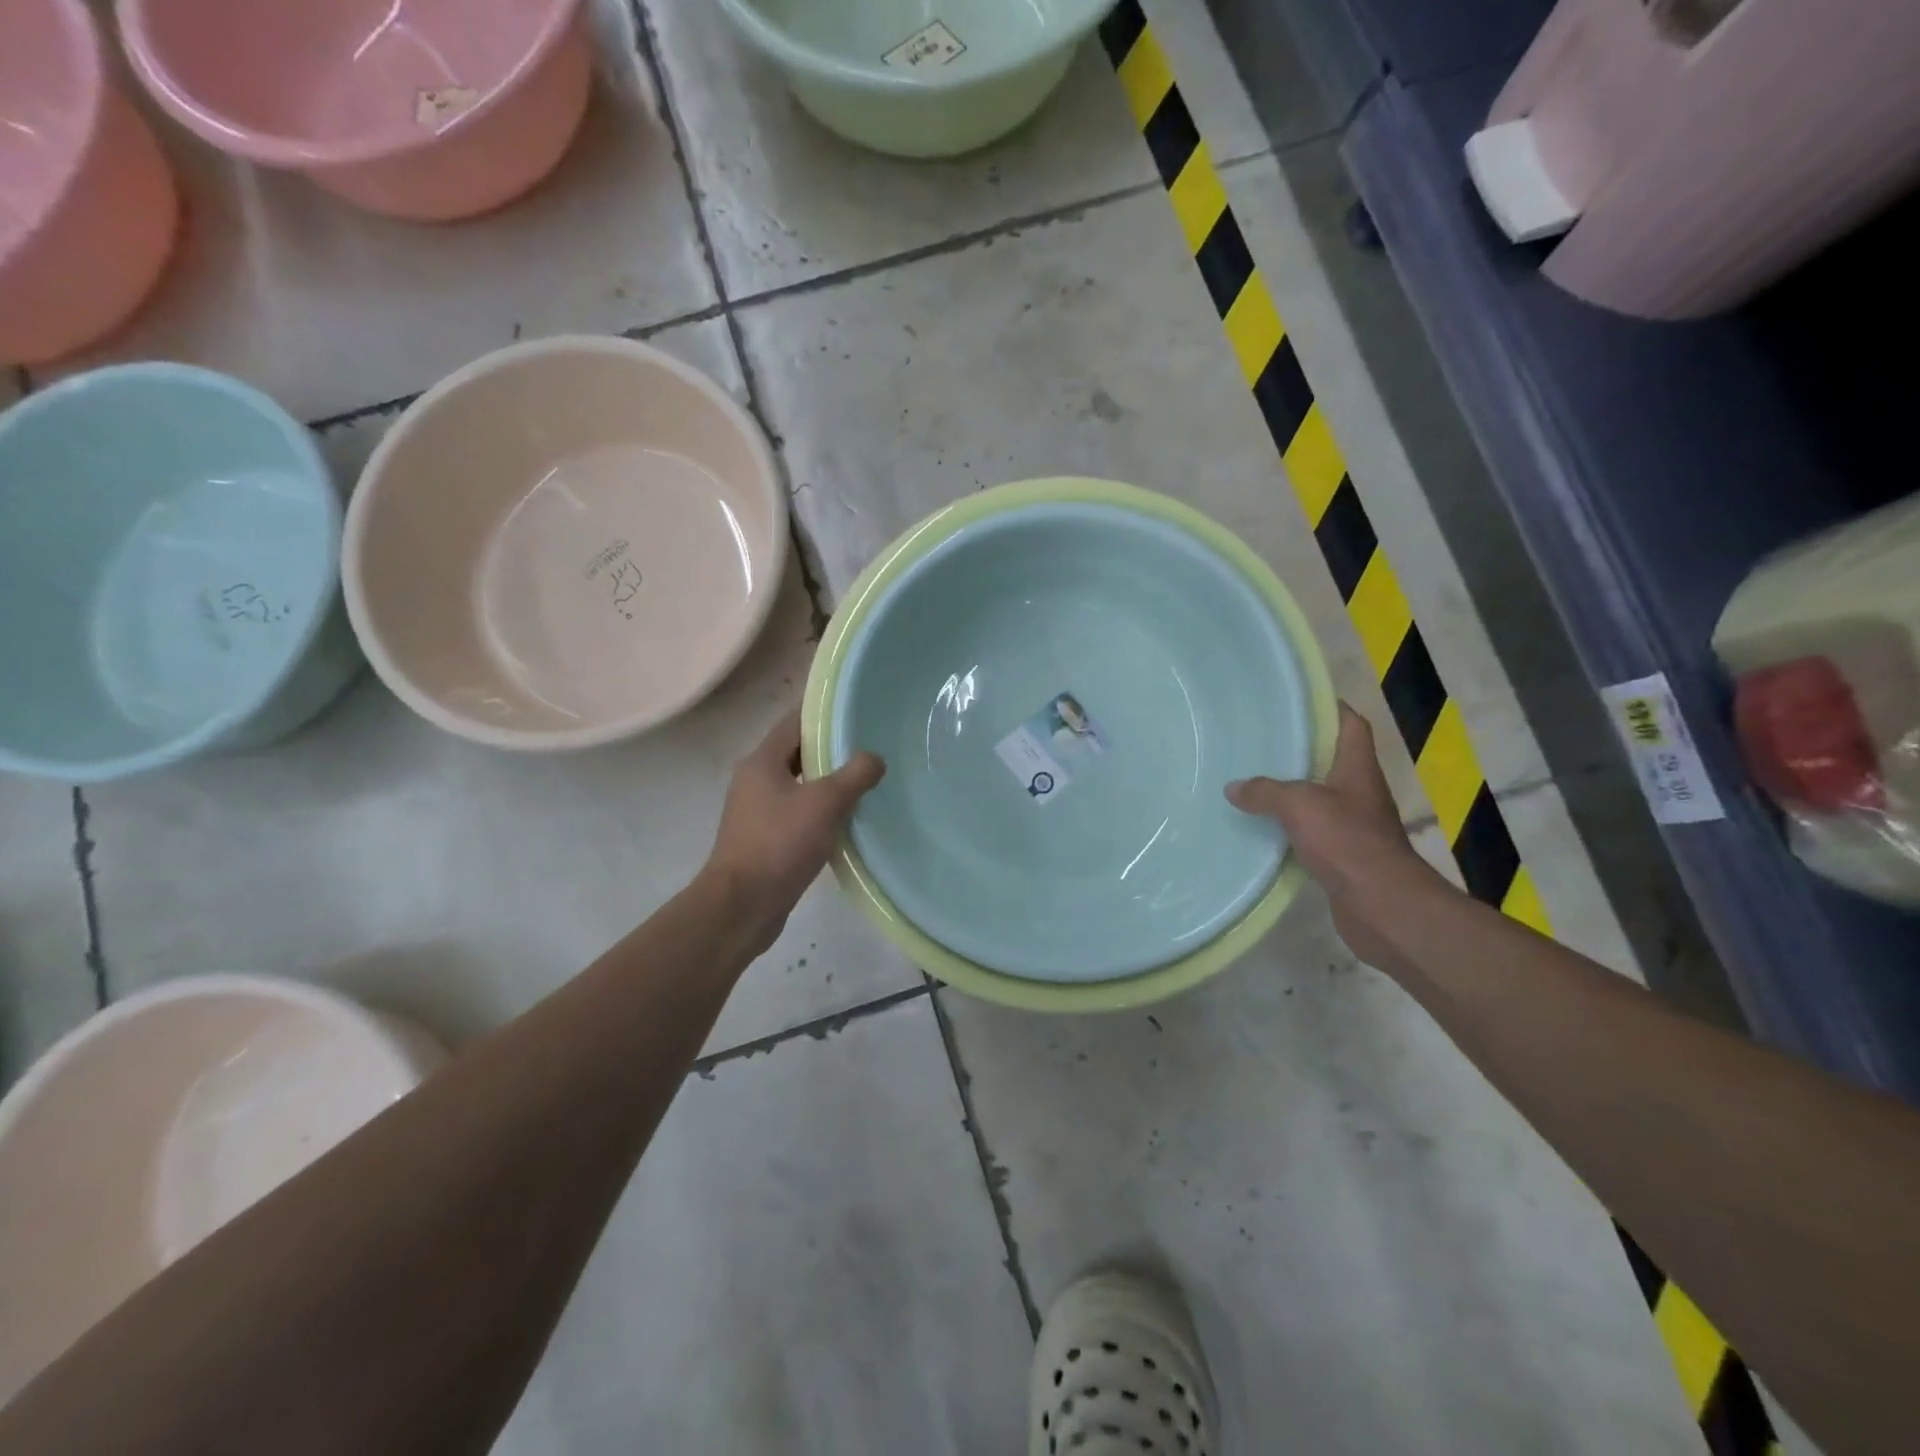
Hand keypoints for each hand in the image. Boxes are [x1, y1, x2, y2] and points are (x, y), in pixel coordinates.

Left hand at [704, 710, 884, 953]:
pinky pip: (796, 814)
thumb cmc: (779, 844)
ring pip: (798, 785)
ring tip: (865, 782)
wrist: (742, 906)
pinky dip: (819, 811)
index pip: (793, 722)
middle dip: (830, 750)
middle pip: (796, 753)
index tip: (856, 710)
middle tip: (869, 747)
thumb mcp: (825, 803)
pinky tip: (846, 821)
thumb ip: (855, 775)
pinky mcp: (764, 840)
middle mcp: (754, 781)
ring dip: (827, 783)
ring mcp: (756, 812)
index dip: (823, 714)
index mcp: (761, 762)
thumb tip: (874, 758)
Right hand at [1225, 704, 1448, 964]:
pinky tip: (1261, 829)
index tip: (1297, 702)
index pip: (1351, 725)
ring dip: (1291, 792)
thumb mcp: (1299, 805)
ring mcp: (1353, 826)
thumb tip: (1234, 788)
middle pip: (1331, 761)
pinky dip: (1289, 829)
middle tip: (1260, 742)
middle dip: (1299, 751)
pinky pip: (1311, 833)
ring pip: (1318, 798)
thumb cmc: (1347, 842)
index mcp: (1357, 769)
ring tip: (1251, 782)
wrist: (1382, 906)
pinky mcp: (1343, 857)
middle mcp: (1359, 793)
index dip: (1330, 709)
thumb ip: (1264, 791)